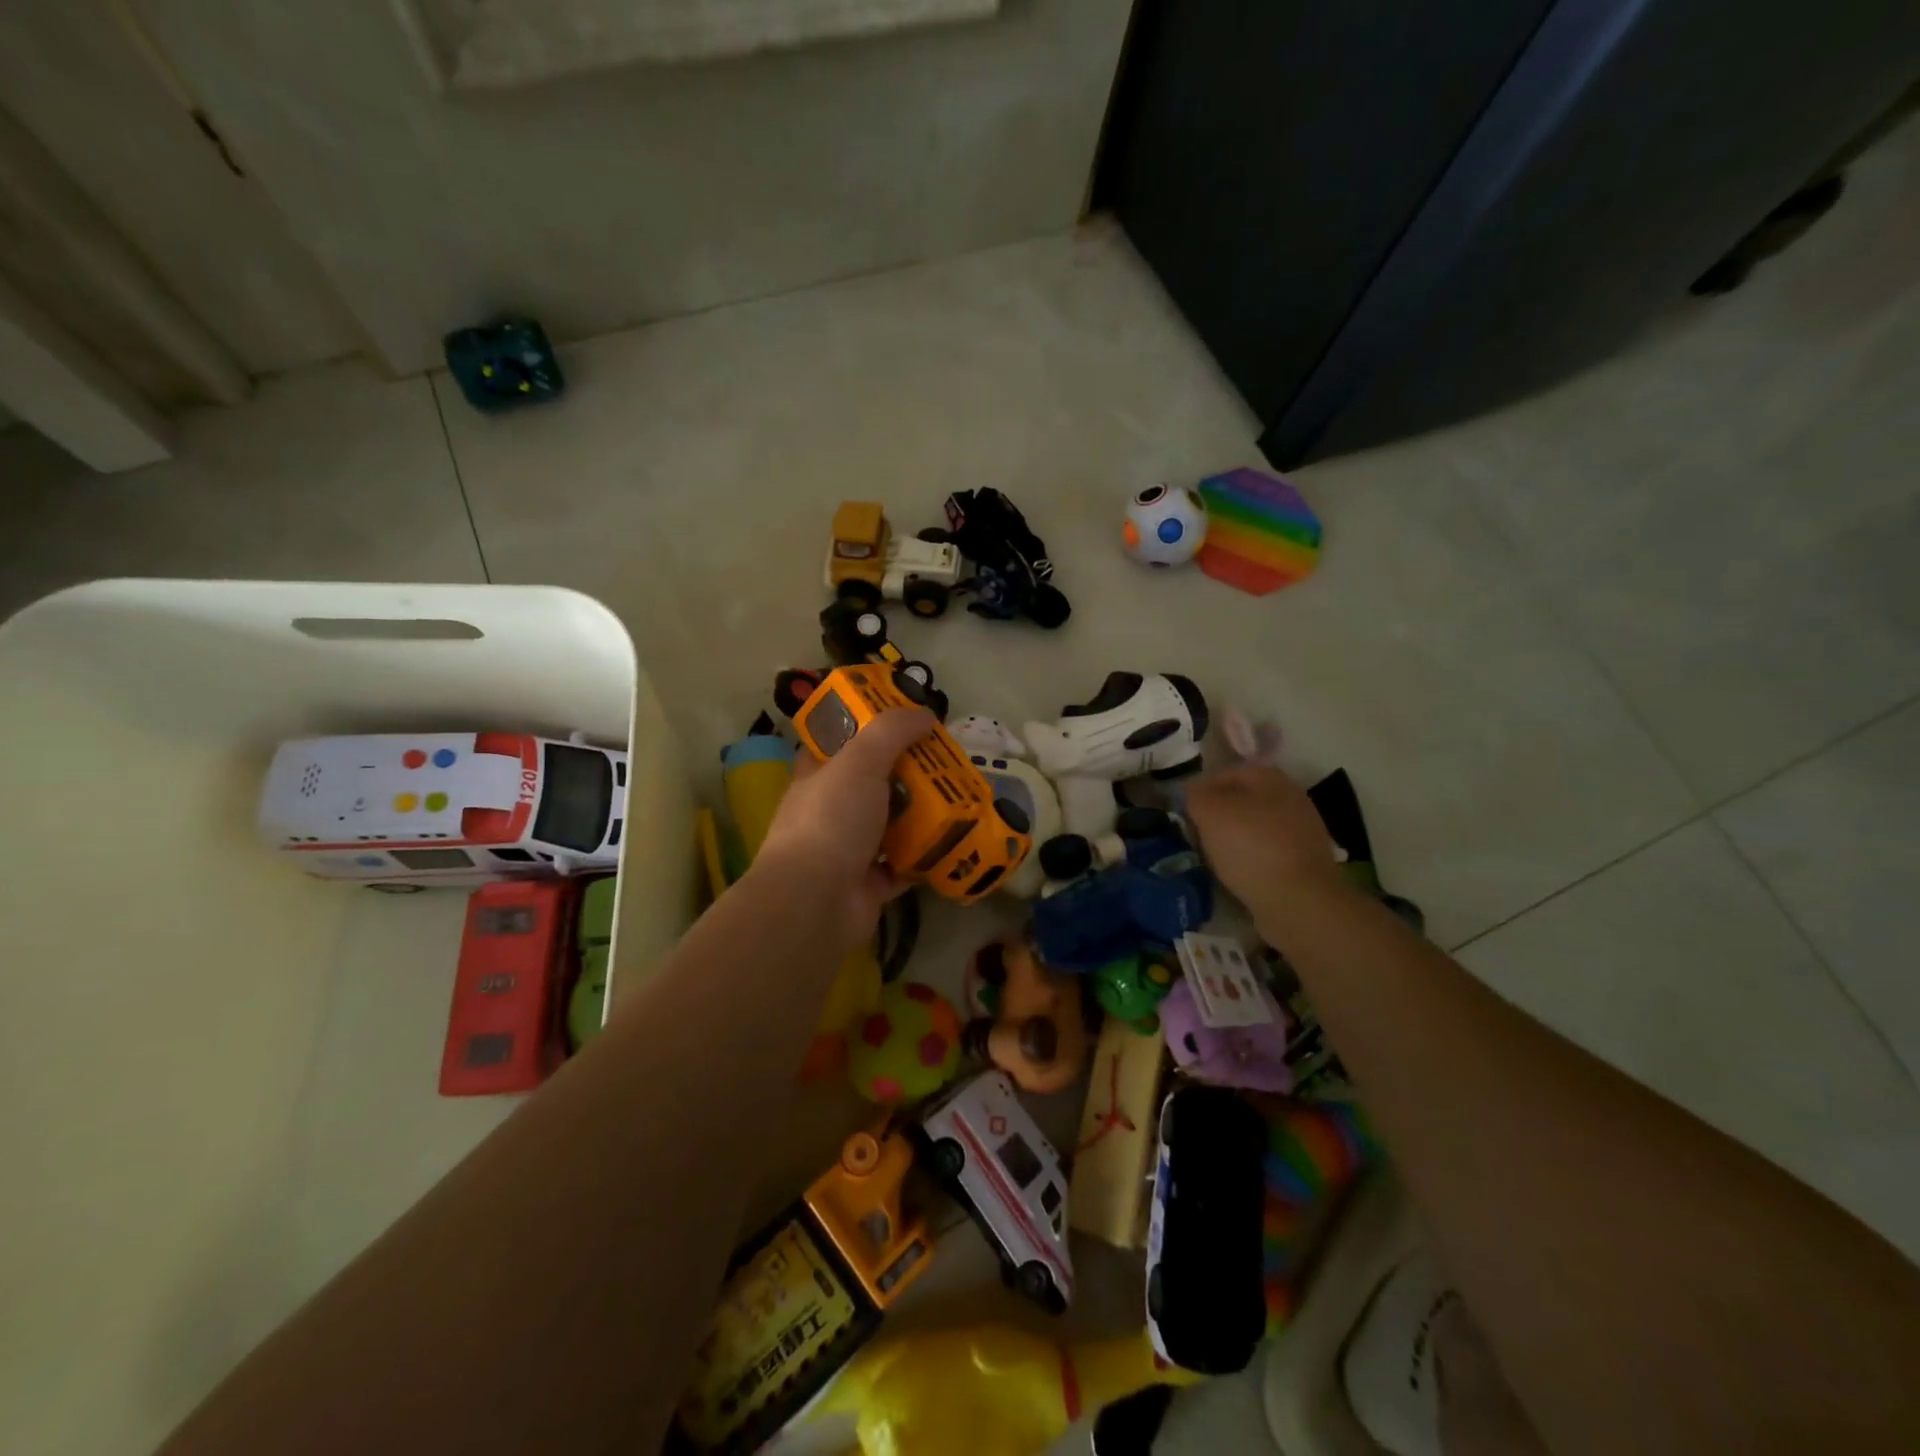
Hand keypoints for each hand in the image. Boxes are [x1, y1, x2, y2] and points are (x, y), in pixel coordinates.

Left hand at [753, 707, 935, 949]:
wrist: (814, 903)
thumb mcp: (860, 761)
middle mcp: (830, 809)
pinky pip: (903, 865)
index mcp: (818, 775)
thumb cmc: (831, 820)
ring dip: (921, 815)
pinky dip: (925, 857)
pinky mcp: (868, 884)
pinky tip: (954, 843)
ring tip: (960, 798)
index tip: (906, 719)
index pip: (840, 741)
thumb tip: (924, 713)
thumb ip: (891, 731)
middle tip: (948, 760)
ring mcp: (848, 849)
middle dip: (909, 772)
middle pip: (874, 782)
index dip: (869, 727)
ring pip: (891, 824)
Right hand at [1185, 762, 1346, 920]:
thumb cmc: (1250, 846)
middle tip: (1198, 835)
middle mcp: (1291, 797)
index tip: (1186, 813)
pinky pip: (1269, 852)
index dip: (1202, 790)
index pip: (1226, 773)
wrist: (1299, 900)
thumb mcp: (1209, 813)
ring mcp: (1303, 830)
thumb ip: (1195, 796)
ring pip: (1256, 827)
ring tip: (1214, 857)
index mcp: (1270, 777)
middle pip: (1243, 801)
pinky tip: (1238, 874)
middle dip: (1219, 816)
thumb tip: (1193, 792)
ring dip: (1235, 839)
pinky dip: (1252, 860)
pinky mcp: (1306, 861)